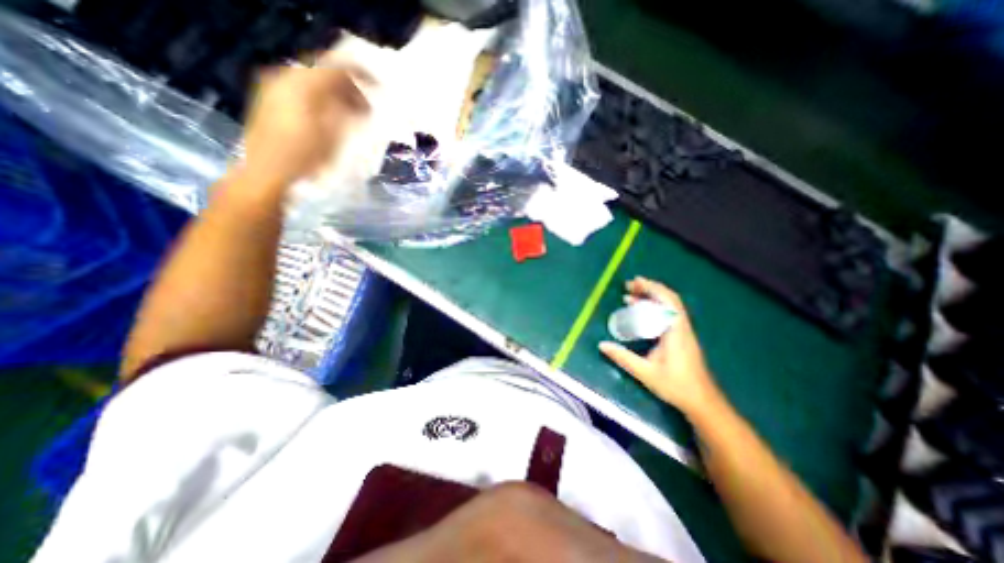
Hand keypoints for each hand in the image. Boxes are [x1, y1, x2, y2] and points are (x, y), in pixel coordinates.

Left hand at [237, 62, 371, 185]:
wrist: (267, 174)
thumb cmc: (304, 159)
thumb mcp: (333, 137)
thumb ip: (347, 112)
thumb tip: (360, 102)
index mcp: (302, 85)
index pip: (337, 68)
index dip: (361, 75)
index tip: (378, 88)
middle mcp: (285, 77)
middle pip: (323, 69)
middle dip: (349, 84)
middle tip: (366, 104)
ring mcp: (274, 87)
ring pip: (313, 79)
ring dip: (336, 92)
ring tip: (352, 112)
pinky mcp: (270, 99)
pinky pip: (301, 88)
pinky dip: (321, 97)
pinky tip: (330, 115)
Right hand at [599, 278, 725, 416]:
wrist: (702, 402)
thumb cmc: (676, 386)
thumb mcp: (646, 373)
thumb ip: (623, 358)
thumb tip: (602, 345)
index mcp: (675, 332)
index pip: (667, 302)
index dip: (651, 288)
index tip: (635, 282)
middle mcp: (681, 327)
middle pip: (669, 299)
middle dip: (649, 289)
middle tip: (629, 286)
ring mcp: (683, 332)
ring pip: (668, 307)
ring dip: (650, 298)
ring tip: (630, 296)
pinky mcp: (681, 337)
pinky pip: (667, 315)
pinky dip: (654, 309)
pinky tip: (641, 314)